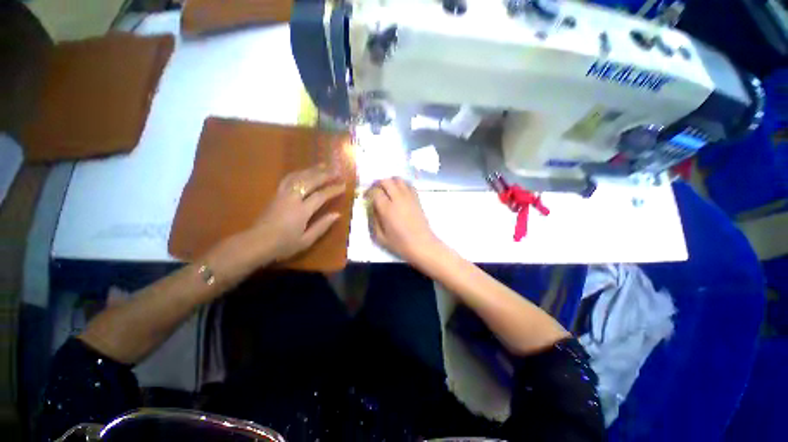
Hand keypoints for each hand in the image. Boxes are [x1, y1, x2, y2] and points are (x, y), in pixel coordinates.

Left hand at [252, 166, 345, 261]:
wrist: (255, 243)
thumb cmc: (283, 245)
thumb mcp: (306, 240)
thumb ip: (322, 226)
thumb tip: (337, 214)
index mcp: (301, 211)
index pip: (321, 196)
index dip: (333, 190)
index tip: (344, 185)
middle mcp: (292, 198)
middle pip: (310, 181)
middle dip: (325, 175)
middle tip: (336, 171)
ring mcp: (282, 194)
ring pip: (298, 176)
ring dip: (312, 169)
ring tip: (323, 165)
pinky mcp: (275, 194)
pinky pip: (288, 178)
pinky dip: (299, 172)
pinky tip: (304, 171)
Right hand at [366, 177, 442, 264]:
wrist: (422, 245)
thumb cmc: (400, 244)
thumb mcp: (380, 237)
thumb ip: (373, 220)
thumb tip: (372, 207)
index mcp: (387, 209)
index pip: (375, 191)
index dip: (368, 192)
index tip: (366, 197)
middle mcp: (398, 199)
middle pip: (386, 181)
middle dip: (378, 184)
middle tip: (375, 191)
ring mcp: (409, 197)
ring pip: (398, 179)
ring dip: (390, 182)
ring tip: (387, 190)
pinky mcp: (417, 198)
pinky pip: (409, 185)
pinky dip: (402, 185)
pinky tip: (399, 193)